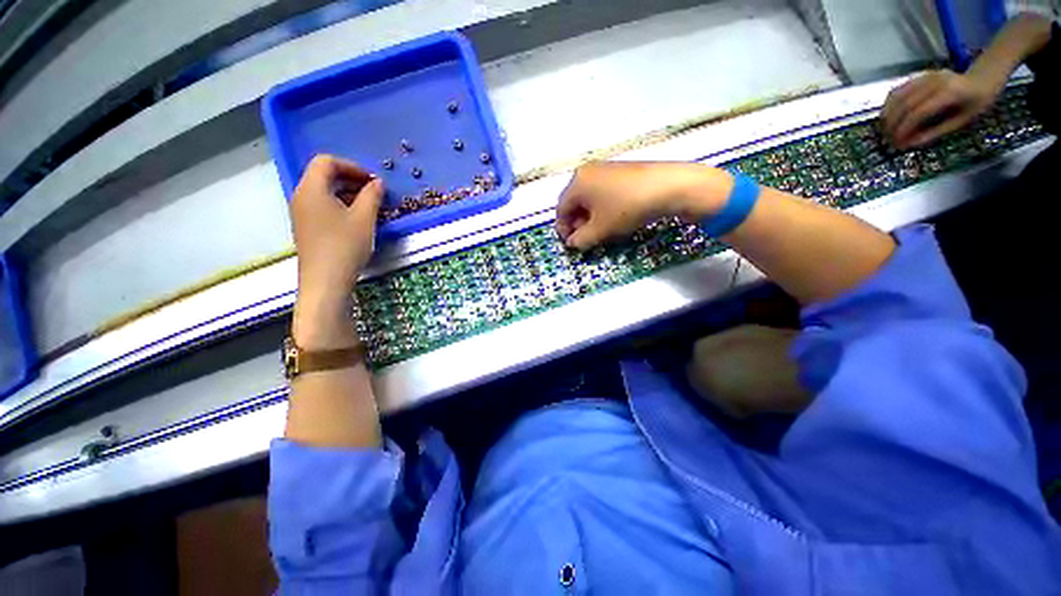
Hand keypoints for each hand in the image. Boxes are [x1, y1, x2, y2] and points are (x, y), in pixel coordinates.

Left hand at [290, 155, 383, 349]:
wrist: (325, 281)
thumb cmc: (345, 246)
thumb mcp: (364, 218)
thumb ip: (372, 195)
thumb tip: (378, 183)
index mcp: (312, 188)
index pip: (327, 162)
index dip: (352, 166)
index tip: (374, 180)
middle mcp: (301, 196)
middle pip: (324, 175)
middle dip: (351, 179)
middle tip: (375, 192)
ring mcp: (302, 213)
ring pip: (324, 192)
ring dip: (348, 194)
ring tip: (371, 207)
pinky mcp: (307, 227)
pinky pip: (323, 206)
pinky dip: (341, 206)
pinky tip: (358, 220)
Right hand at [555, 162, 730, 249]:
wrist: (668, 187)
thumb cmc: (626, 208)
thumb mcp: (600, 230)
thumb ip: (580, 240)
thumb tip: (573, 243)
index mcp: (577, 183)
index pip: (561, 209)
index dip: (563, 230)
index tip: (572, 244)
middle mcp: (587, 172)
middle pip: (574, 202)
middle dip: (577, 223)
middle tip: (586, 239)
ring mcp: (605, 169)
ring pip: (589, 198)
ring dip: (590, 217)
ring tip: (601, 230)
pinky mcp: (621, 170)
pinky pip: (603, 192)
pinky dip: (603, 207)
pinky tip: (614, 218)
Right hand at [881, 70, 999, 149]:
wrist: (984, 76)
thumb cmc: (978, 101)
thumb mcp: (963, 120)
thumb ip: (936, 131)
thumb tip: (911, 144)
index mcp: (949, 93)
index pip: (918, 112)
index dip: (904, 130)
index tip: (897, 144)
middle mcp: (934, 81)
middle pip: (904, 104)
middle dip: (892, 124)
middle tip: (888, 140)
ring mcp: (925, 76)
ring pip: (896, 97)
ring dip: (887, 115)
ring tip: (886, 130)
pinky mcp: (919, 76)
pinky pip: (898, 90)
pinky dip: (889, 105)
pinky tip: (889, 116)